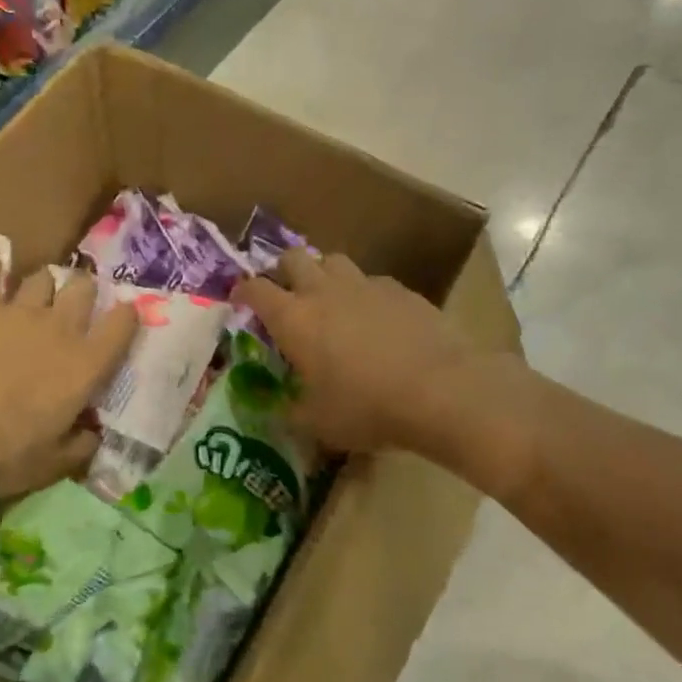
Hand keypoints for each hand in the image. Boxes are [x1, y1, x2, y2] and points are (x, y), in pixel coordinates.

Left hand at [0, 262, 138, 501]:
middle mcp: (60, 328)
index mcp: (86, 365)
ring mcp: (18, 310)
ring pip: (41, 277)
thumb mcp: (54, 464)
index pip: (121, 325)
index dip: (125, 317)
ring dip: (42, 286)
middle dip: (82, 292)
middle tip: (73, 306)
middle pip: (82, 288)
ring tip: (33, 296)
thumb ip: (80, 445)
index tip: (123, 318)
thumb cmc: (6, 455)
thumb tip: (92, 435)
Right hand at [233, 248, 519, 456]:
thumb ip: (292, 412)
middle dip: (283, 271)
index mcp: (294, 319)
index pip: (255, 290)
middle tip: (286, 294)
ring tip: (329, 300)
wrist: (441, 390)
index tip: (240, 300)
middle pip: (292, 258)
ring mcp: (365, 285)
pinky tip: (375, 318)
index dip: (242, 292)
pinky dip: (363, 293)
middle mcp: (324, 291)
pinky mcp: (401, 290)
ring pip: (334, 261)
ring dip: (324, 275)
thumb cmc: (367, 407)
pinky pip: (372, 281)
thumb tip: (280, 410)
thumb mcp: (318, 423)